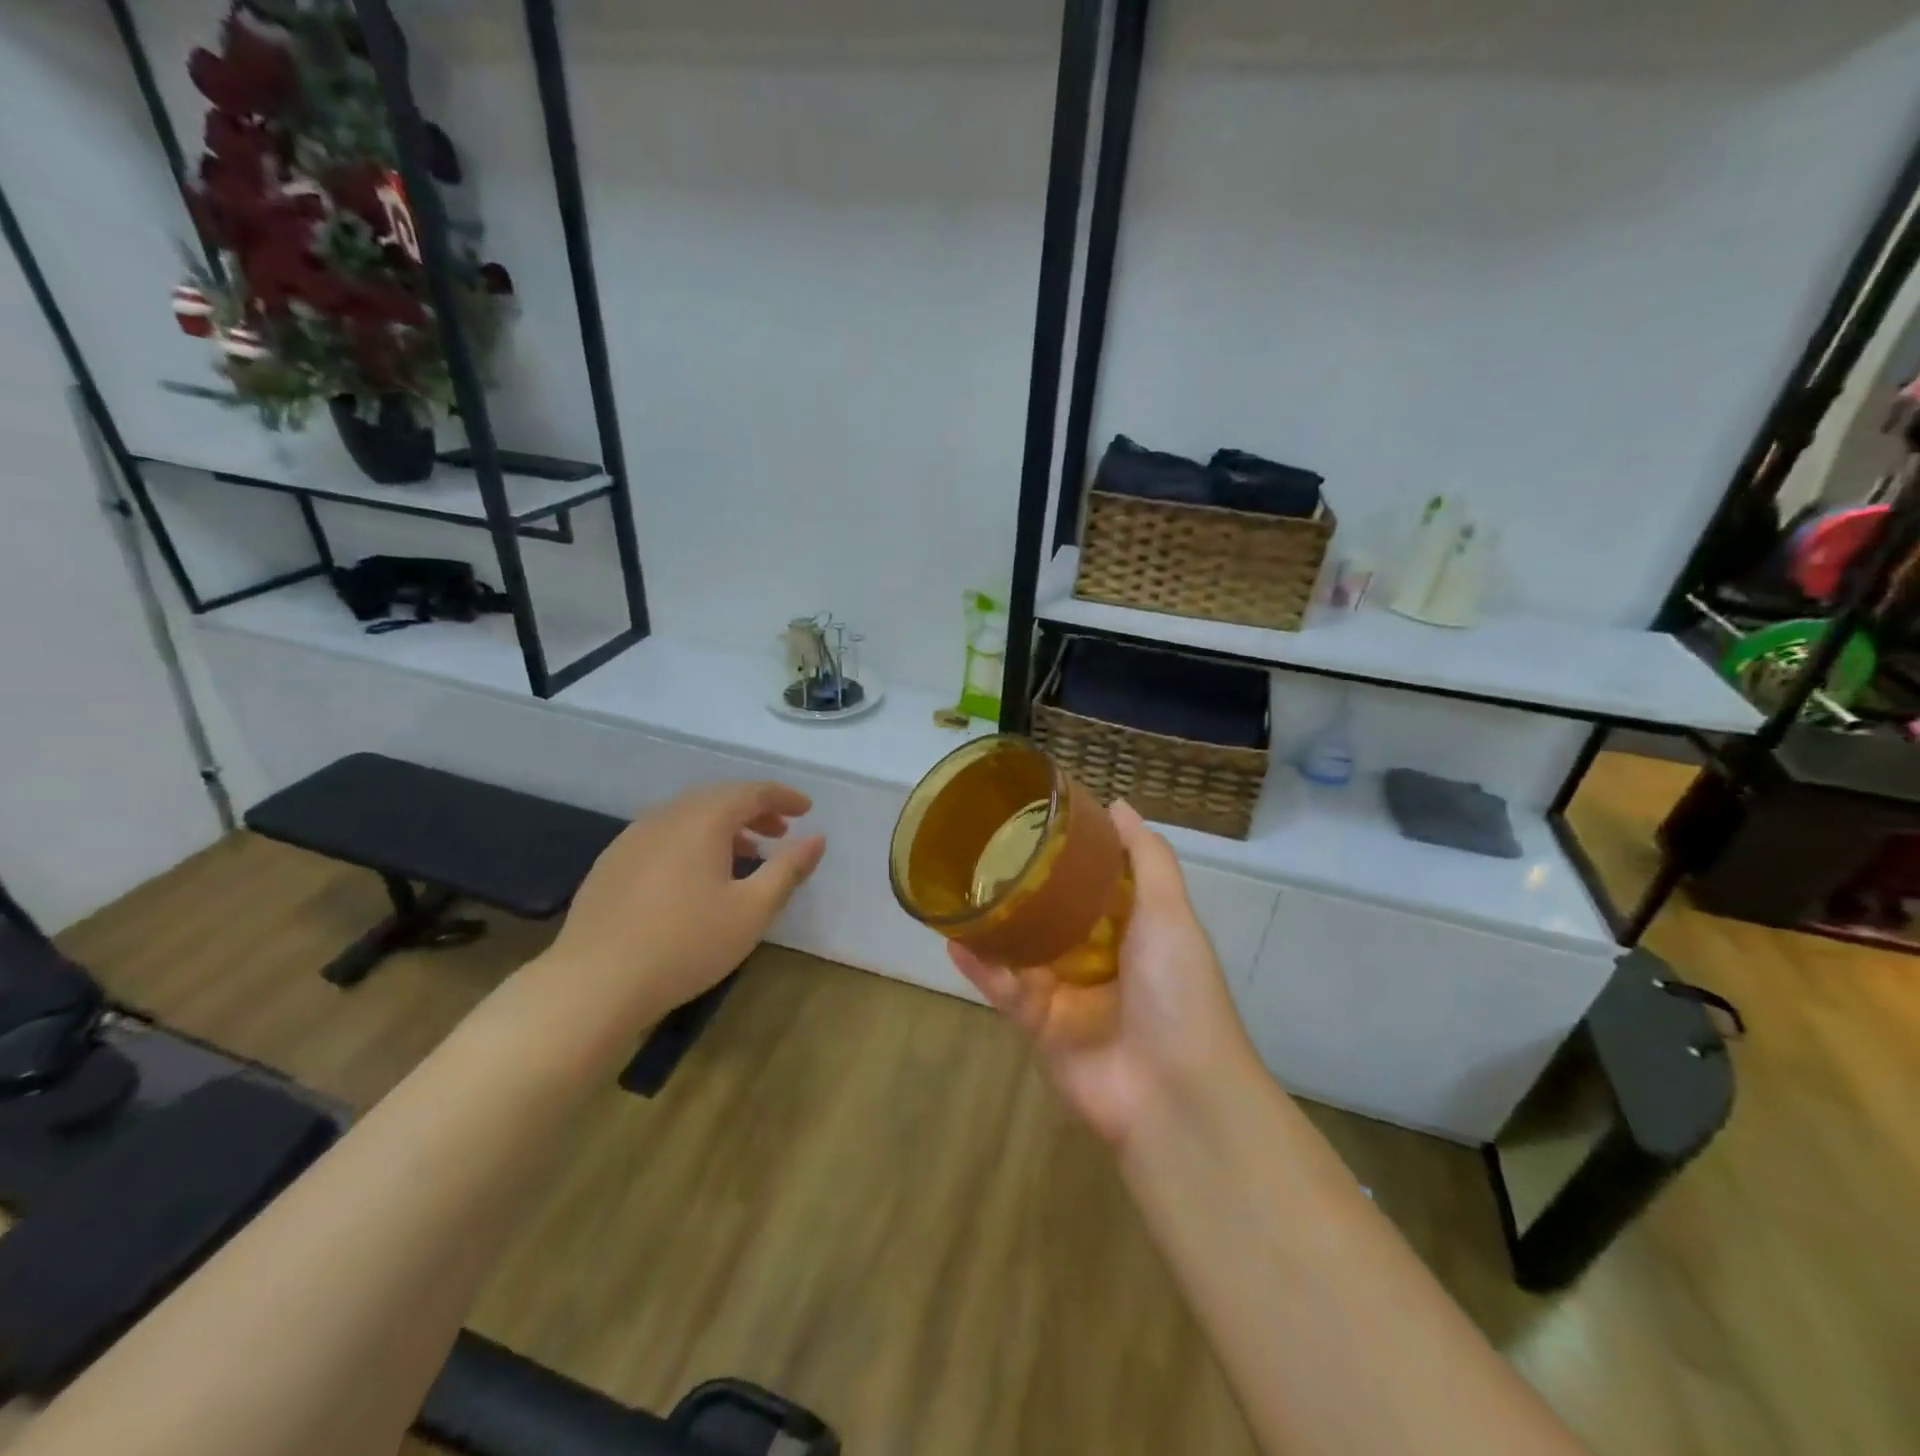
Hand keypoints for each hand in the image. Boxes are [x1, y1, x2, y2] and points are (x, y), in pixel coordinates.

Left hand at [540, 781, 825, 1033]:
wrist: (594, 983)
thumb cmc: (686, 944)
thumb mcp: (751, 910)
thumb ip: (788, 869)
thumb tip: (817, 838)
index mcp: (702, 820)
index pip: (751, 791)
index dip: (783, 797)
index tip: (807, 810)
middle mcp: (665, 816)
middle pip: (718, 798)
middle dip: (754, 810)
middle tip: (780, 832)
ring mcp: (632, 838)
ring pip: (687, 817)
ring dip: (722, 827)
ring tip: (745, 855)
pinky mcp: (611, 863)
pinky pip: (663, 836)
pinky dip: (692, 842)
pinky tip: (695, 877)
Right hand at [949, 801, 1256, 1146]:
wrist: (1171, 1091)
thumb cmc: (1177, 989)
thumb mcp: (1169, 912)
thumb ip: (1146, 858)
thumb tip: (1117, 805)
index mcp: (1134, 930)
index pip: (1097, 882)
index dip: (1072, 853)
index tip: (1039, 819)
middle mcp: (1100, 958)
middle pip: (1054, 914)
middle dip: (1025, 887)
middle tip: (985, 850)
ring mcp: (1067, 993)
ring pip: (1021, 949)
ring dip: (994, 923)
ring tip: (958, 888)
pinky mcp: (1039, 1026)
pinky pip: (1004, 988)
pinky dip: (980, 966)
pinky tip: (953, 937)